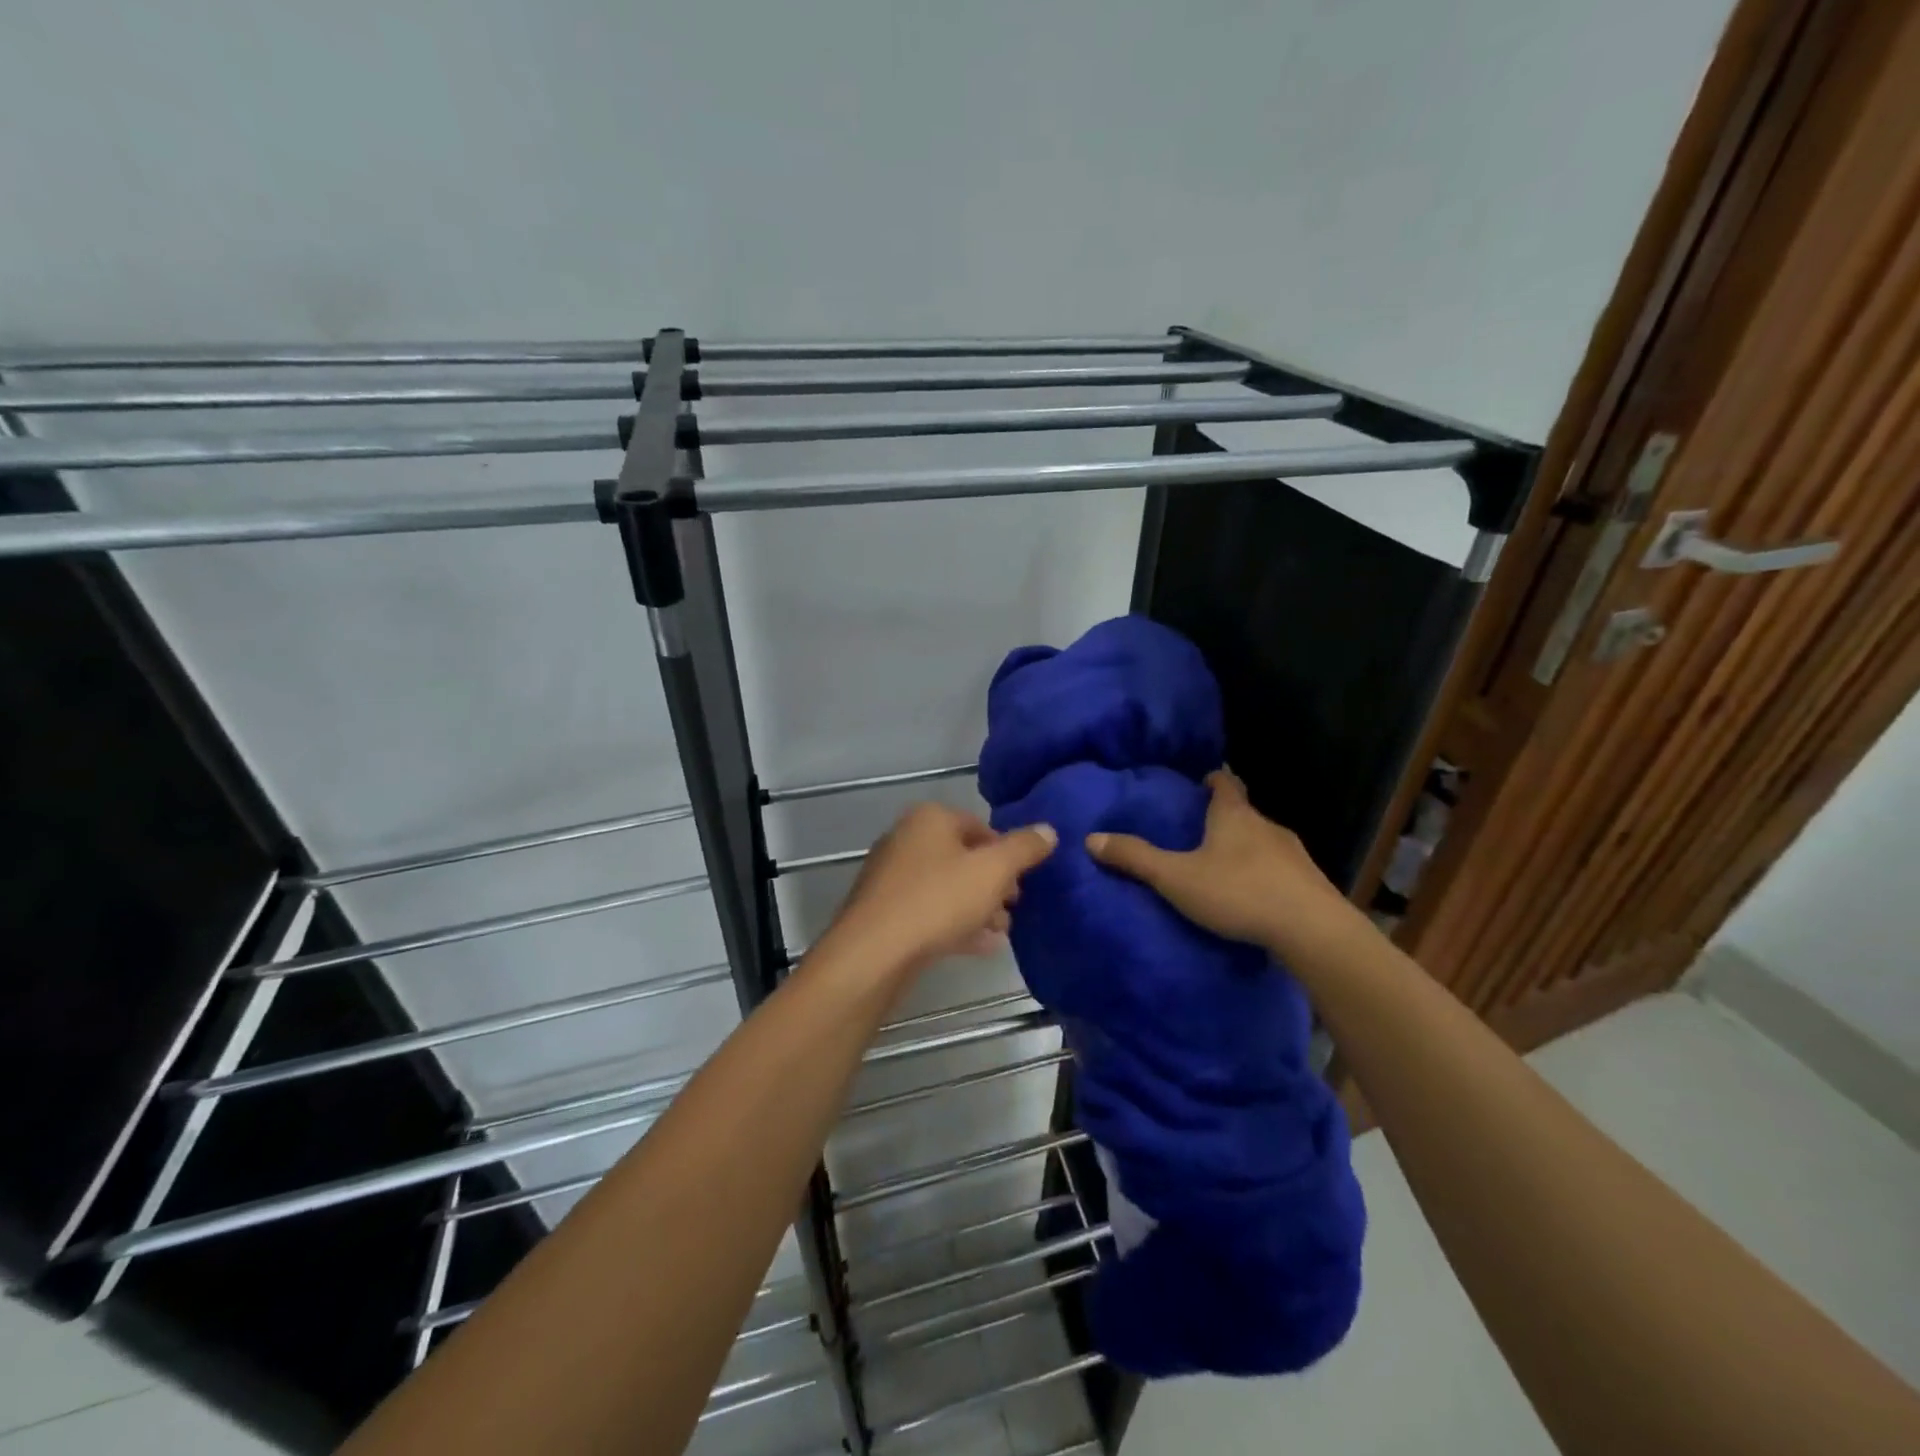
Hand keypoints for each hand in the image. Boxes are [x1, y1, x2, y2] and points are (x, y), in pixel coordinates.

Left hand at [824, 803, 1057, 973]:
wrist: (874, 952)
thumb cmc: (938, 899)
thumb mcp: (993, 871)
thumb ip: (1024, 848)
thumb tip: (1049, 829)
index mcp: (930, 819)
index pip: (980, 826)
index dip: (1007, 853)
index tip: (1023, 881)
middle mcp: (906, 839)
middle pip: (963, 858)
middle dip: (993, 884)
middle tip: (1014, 909)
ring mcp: (891, 877)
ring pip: (946, 887)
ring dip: (977, 907)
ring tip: (1002, 932)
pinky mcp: (884, 912)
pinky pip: (929, 912)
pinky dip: (954, 924)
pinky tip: (979, 946)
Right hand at [1086, 768, 1359, 959]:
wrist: (1312, 931)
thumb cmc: (1239, 892)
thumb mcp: (1176, 877)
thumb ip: (1136, 858)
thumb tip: (1091, 838)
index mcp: (1235, 816)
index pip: (1225, 783)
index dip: (1213, 779)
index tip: (1201, 780)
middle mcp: (1267, 826)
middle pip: (1244, 812)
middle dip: (1225, 817)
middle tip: (1200, 829)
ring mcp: (1294, 854)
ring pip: (1263, 842)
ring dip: (1245, 848)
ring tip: (1223, 866)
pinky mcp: (1310, 883)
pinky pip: (1280, 870)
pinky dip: (1265, 875)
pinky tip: (1253, 896)